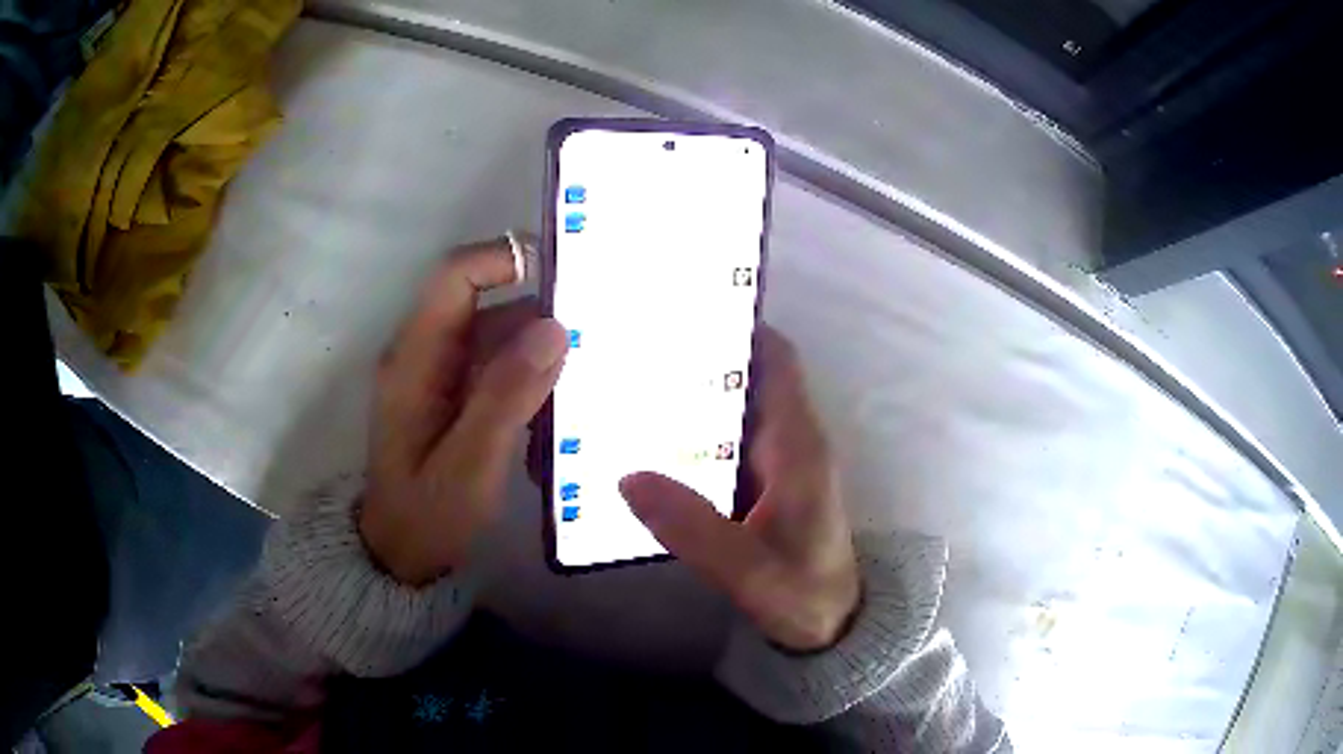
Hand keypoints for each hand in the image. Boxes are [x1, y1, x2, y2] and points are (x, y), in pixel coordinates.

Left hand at [360, 237, 567, 586]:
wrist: (401, 557)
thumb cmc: (427, 516)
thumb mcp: (470, 466)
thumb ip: (506, 397)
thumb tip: (555, 328)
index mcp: (416, 358)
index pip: (455, 277)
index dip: (503, 258)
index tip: (566, 271)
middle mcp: (426, 354)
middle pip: (487, 307)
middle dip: (542, 315)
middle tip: (603, 336)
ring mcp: (441, 376)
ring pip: (500, 339)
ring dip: (542, 354)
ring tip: (590, 380)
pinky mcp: (455, 398)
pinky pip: (500, 369)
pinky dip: (532, 381)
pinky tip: (560, 411)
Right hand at [619, 328, 859, 651]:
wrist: (829, 628)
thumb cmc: (803, 596)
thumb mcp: (749, 571)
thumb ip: (695, 529)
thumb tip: (628, 478)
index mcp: (798, 445)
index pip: (776, 361)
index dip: (738, 327)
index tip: (683, 310)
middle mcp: (789, 442)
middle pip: (746, 377)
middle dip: (696, 359)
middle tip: (632, 347)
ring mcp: (776, 464)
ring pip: (731, 410)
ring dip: (689, 398)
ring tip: (627, 386)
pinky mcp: (762, 486)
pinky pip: (723, 443)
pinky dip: (690, 435)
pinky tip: (646, 443)